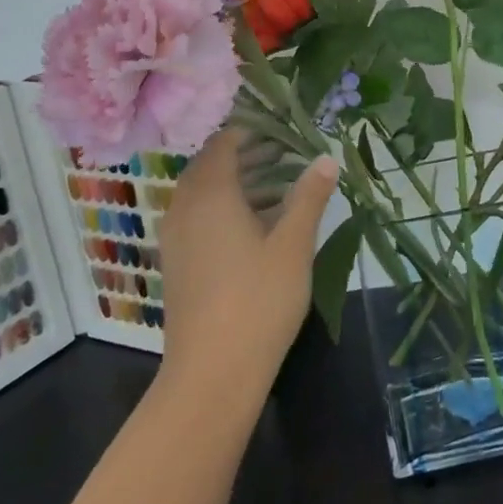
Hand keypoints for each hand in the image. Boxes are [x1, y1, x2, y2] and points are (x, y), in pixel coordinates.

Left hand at [157, 130, 338, 398]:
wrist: (212, 373)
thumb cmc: (258, 300)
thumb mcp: (293, 245)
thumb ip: (309, 197)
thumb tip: (326, 158)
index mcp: (210, 194)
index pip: (223, 143)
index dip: (251, 131)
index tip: (282, 130)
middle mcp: (185, 208)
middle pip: (211, 167)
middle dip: (248, 156)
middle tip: (287, 155)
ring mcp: (176, 238)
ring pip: (204, 194)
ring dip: (239, 184)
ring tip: (281, 187)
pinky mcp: (177, 263)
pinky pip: (199, 218)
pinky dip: (226, 209)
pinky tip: (258, 227)